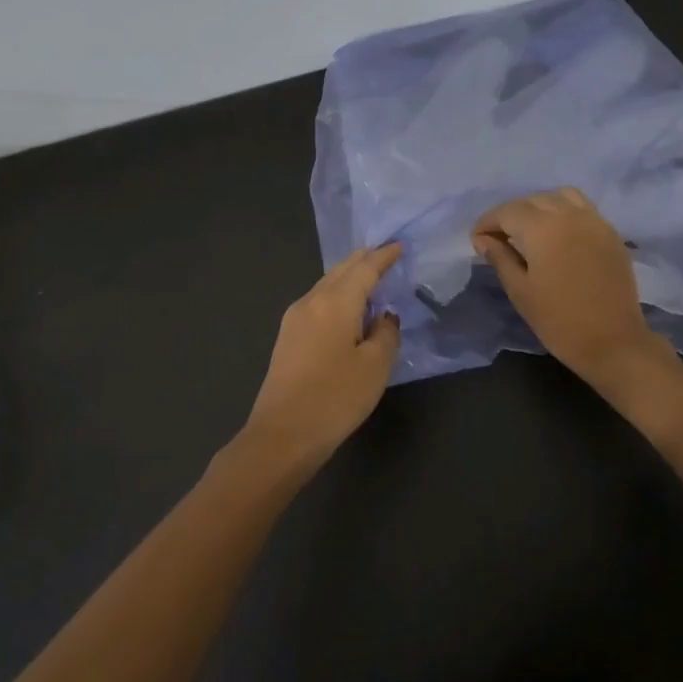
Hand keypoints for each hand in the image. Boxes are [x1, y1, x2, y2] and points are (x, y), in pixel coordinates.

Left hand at [237, 245, 402, 478]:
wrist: (282, 436)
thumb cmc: (335, 398)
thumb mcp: (375, 366)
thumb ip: (386, 333)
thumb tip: (383, 317)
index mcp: (335, 302)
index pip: (364, 268)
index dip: (384, 256)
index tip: (400, 245)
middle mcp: (312, 301)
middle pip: (341, 270)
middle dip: (364, 260)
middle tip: (386, 254)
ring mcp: (294, 319)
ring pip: (327, 284)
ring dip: (349, 277)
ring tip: (371, 277)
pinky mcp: (288, 337)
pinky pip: (318, 301)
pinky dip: (338, 294)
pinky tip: (348, 307)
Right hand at [472, 189, 671, 386]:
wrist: (613, 341)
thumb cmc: (558, 320)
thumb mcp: (520, 290)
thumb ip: (500, 258)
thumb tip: (483, 239)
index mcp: (542, 228)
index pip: (507, 211)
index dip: (487, 222)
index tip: (477, 240)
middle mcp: (569, 214)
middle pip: (532, 201)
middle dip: (511, 214)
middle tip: (499, 238)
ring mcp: (594, 221)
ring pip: (560, 197)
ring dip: (539, 207)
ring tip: (530, 231)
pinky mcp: (610, 233)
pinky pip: (582, 208)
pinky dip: (564, 211)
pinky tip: (558, 235)